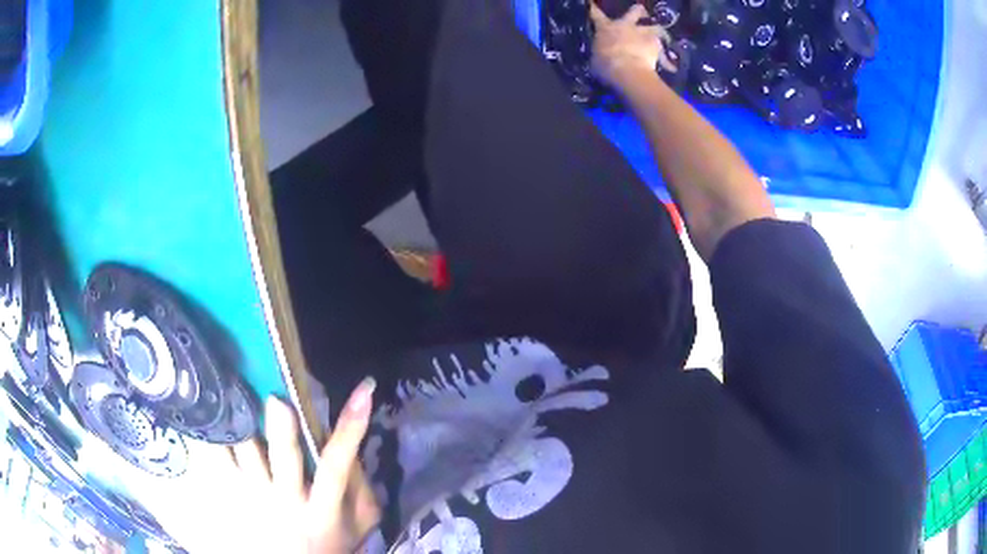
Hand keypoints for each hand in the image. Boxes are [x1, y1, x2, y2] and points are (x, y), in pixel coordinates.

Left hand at [228, 378, 379, 552]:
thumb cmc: (331, 543)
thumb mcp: (358, 524)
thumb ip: (359, 487)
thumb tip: (351, 442)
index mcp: (322, 509)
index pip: (338, 465)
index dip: (351, 428)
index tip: (364, 390)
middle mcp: (286, 500)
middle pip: (284, 458)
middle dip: (281, 428)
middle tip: (277, 398)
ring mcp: (254, 495)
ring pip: (246, 450)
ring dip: (246, 419)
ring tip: (242, 386)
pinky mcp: (232, 491)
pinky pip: (219, 456)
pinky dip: (218, 431)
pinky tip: (219, 408)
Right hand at [589, 3, 676, 88]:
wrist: (627, 71)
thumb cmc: (605, 65)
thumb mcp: (596, 59)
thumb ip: (600, 52)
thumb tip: (601, 55)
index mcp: (605, 28)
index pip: (596, 14)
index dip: (594, 8)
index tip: (592, 3)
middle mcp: (625, 25)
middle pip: (635, 11)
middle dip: (639, 11)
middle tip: (641, 14)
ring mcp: (642, 33)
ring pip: (655, 26)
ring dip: (657, 31)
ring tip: (661, 37)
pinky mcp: (656, 44)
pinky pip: (663, 50)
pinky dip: (666, 59)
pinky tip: (670, 66)